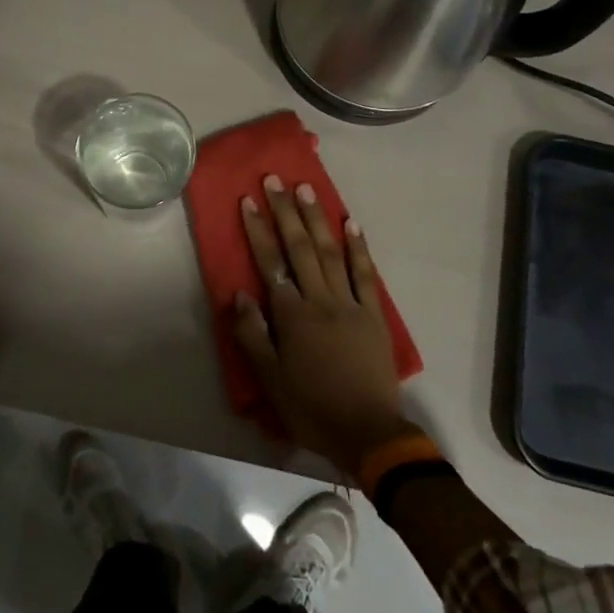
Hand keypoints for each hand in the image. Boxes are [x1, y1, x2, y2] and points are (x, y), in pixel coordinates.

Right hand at [231, 176, 417, 478]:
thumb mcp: (270, 380)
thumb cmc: (311, 407)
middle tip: (275, 180)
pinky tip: (351, 223)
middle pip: (299, 247)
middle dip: (285, 211)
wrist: (367, 432)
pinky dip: (358, 247)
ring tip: (306, 189)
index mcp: (292, 315)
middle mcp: (320, 299)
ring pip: (330, 252)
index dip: (258, 230)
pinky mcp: (373, 314)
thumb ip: (252, 335)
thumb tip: (239, 294)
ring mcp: (350, 303)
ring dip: (317, 219)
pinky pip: (366, 274)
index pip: (270, 263)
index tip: (248, 200)